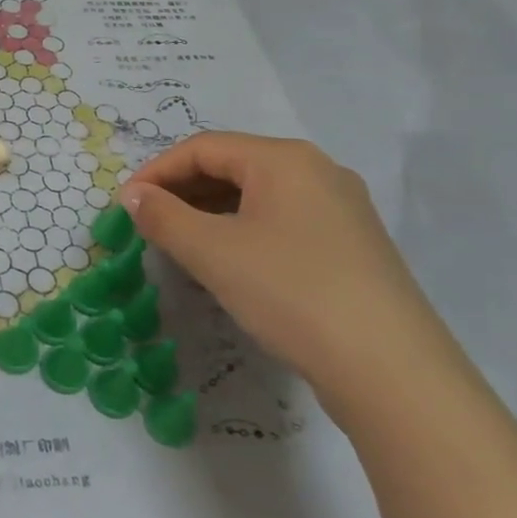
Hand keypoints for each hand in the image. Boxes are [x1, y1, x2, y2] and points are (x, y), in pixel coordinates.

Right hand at [119, 133, 455, 413]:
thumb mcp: (213, 252)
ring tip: (179, 242)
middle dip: (183, 190)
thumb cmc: (291, 292)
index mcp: (285, 159)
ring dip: (210, 212)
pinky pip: (282, 221)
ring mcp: (341, 209)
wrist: (391, 370)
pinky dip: (243, 231)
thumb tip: (133, 196)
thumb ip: (164, 217)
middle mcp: (317, 171)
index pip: (204, 147)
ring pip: (258, 196)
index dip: (157, 170)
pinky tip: (227, 262)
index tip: (125, 204)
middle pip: (233, 165)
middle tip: (148, 223)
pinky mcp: (351, 246)